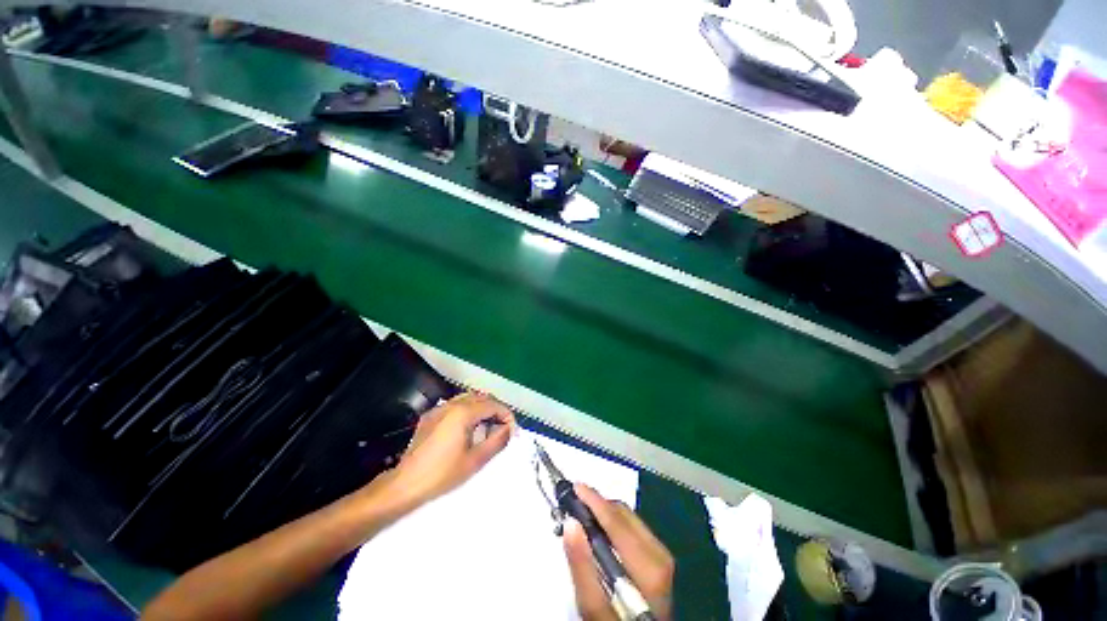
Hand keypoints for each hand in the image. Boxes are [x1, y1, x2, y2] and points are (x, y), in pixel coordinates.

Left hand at [385, 392, 514, 508]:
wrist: (405, 485)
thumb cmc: (443, 474)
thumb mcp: (475, 460)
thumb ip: (497, 441)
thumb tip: (508, 429)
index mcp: (463, 413)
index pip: (492, 405)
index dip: (506, 414)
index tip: (512, 429)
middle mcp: (451, 404)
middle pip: (481, 398)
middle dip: (495, 409)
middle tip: (503, 426)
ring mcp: (438, 409)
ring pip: (468, 399)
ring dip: (482, 408)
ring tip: (488, 425)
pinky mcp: (430, 417)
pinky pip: (455, 405)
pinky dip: (468, 410)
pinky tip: (468, 427)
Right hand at [563, 485, 673, 620]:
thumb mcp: (594, 607)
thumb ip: (581, 566)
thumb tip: (571, 523)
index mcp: (648, 568)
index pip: (617, 522)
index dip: (594, 501)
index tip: (576, 487)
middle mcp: (660, 555)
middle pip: (623, 515)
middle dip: (598, 506)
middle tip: (574, 506)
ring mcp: (663, 555)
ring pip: (629, 517)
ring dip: (605, 513)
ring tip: (584, 518)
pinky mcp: (660, 556)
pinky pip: (633, 527)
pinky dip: (614, 523)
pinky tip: (601, 532)